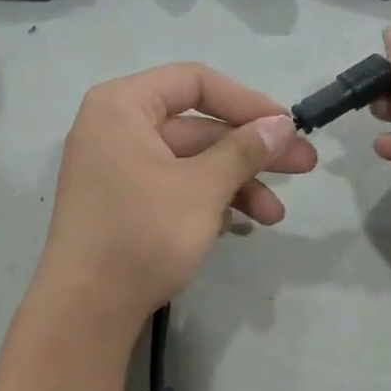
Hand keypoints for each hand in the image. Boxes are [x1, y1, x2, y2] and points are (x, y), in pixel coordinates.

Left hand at [36, 64, 316, 332]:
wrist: (86, 309)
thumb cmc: (143, 234)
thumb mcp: (202, 188)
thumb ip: (245, 150)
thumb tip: (282, 123)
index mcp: (122, 106)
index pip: (194, 81)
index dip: (246, 102)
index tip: (287, 127)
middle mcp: (114, 129)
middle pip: (195, 126)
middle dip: (251, 151)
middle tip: (305, 167)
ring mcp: (115, 169)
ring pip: (188, 163)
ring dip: (235, 185)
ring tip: (274, 217)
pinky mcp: (121, 205)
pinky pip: (172, 188)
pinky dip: (206, 202)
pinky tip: (238, 228)